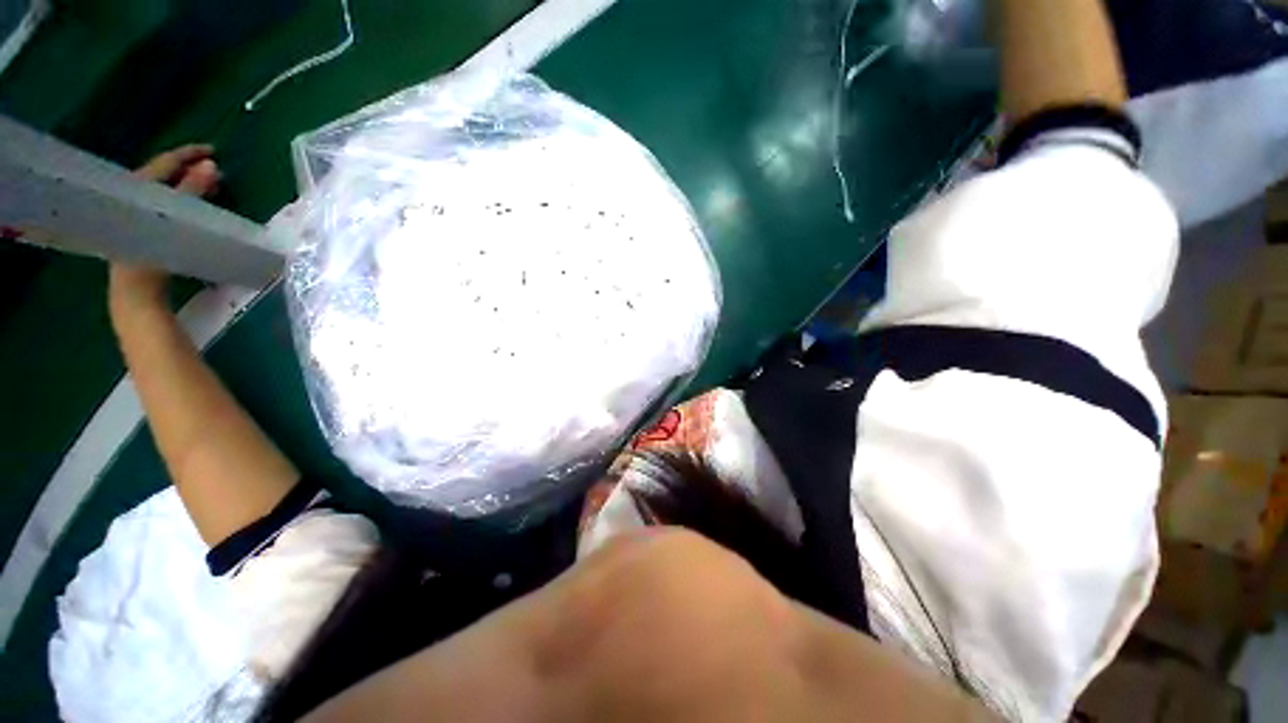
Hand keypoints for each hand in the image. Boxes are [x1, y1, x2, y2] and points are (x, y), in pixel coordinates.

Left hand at [109, 145, 221, 311]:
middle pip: (160, 175)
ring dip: (185, 185)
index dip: (186, 154)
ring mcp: (135, 217)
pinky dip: (180, 200)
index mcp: (134, 192)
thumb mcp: (174, 220)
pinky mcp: (142, 231)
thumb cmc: (153, 256)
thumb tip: (212, 166)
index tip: (211, 150)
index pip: (162, 164)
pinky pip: (162, 205)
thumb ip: (190, 192)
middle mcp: (131, 199)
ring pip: (161, 191)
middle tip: (214, 168)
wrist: (135, 296)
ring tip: (209, 184)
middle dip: (187, 169)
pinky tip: (194, 205)